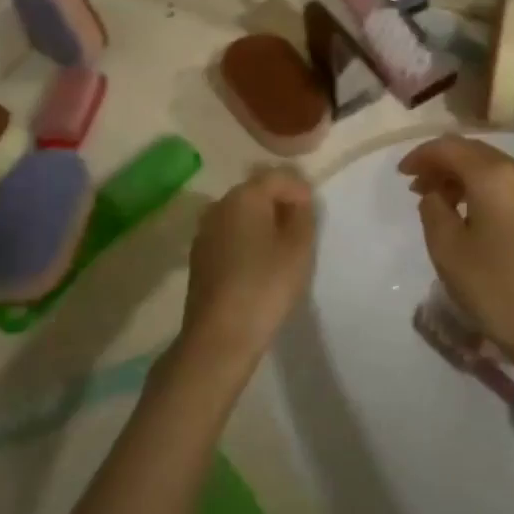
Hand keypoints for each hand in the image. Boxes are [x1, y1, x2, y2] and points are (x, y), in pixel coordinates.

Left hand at [181, 167, 317, 368]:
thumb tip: (298, 201)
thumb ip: (303, 215)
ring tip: (281, 250)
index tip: (314, 214)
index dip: (300, 190)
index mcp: (244, 196)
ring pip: (241, 214)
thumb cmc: (265, 286)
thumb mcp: (298, 248)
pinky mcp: (199, 255)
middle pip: (257, 192)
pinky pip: (229, 235)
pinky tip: (258, 265)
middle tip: (301, 232)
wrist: (219, 337)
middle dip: (280, 204)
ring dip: (262, 223)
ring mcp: (205, 230)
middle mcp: (219, 205)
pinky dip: (246, 240)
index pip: (278, 177)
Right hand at [398, 136, 513, 366]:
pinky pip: (508, 183)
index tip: (401, 175)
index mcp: (495, 176)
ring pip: (492, 166)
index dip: (421, 155)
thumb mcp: (447, 249)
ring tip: (439, 200)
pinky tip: (469, 211)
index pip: (450, 147)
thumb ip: (433, 208)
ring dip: (462, 175)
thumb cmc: (494, 289)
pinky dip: (483, 187)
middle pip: (473, 151)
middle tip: (417, 186)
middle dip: (442, 163)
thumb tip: (436, 193)